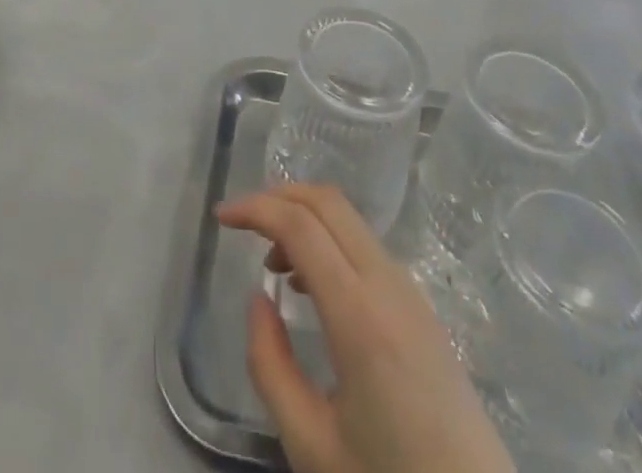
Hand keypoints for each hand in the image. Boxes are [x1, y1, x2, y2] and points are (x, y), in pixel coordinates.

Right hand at [217, 185, 513, 472]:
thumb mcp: (310, 445)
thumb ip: (270, 365)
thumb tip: (258, 298)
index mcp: (359, 314)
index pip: (300, 225)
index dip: (255, 209)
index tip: (221, 217)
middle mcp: (387, 284)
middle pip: (328, 203)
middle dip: (279, 197)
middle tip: (243, 223)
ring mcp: (410, 291)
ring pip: (349, 221)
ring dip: (305, 220)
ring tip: (272, 263)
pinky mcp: (420, 307)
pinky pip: (366, 247)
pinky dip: (329, 242)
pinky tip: (311, 286)